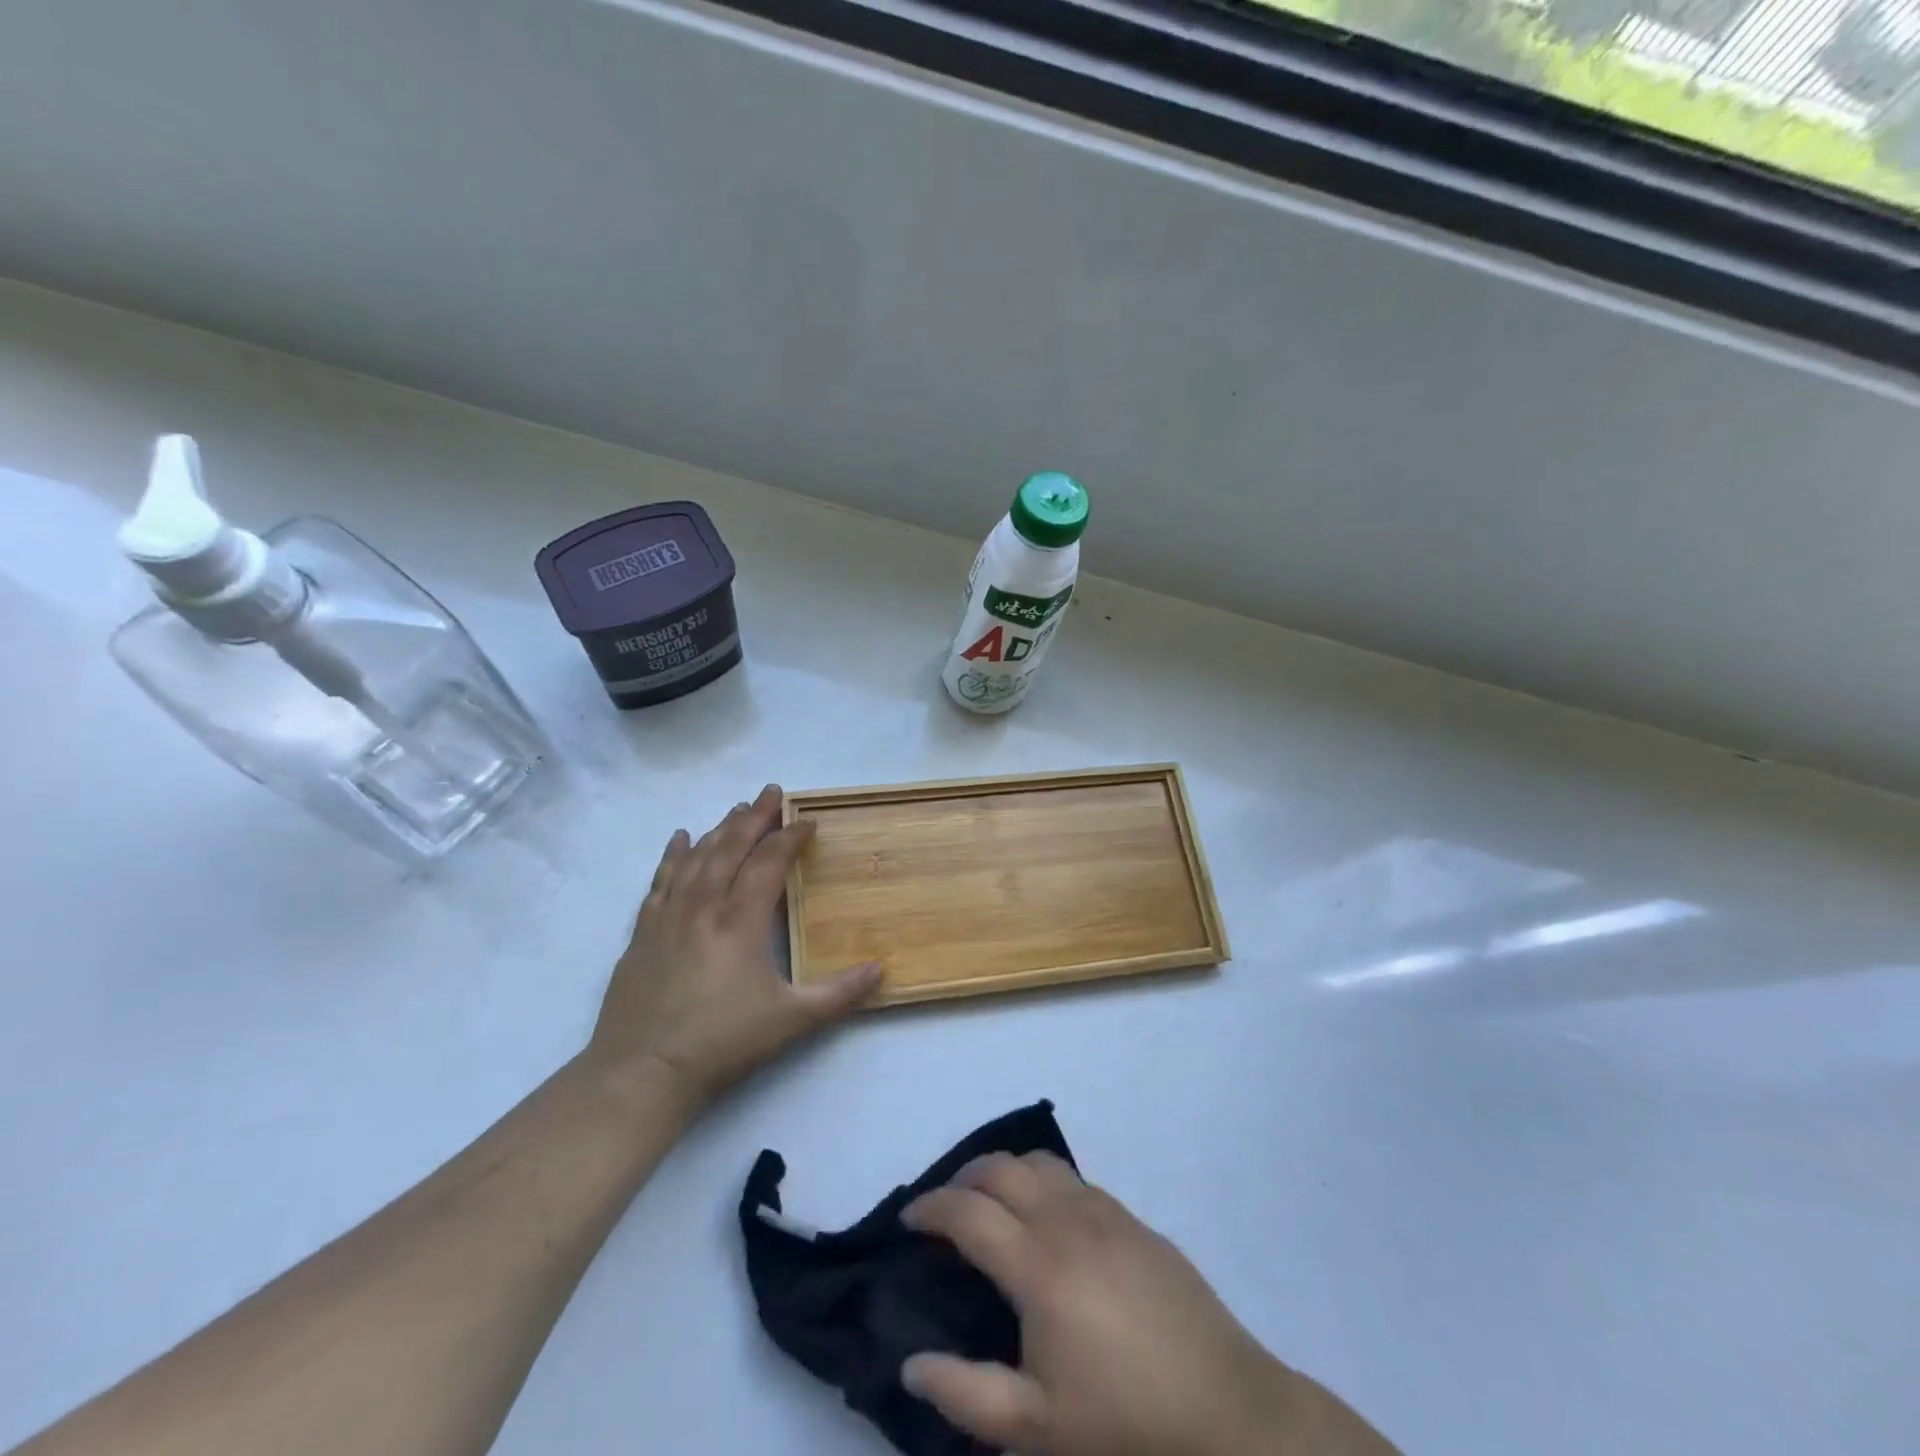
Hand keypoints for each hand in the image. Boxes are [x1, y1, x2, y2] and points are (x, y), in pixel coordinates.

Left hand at [583, 784, 880, 1110]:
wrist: (642, 1072)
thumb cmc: (721, 1042)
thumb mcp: (791, 1021)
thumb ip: (838, 994)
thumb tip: (881, 970)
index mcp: (740, 921)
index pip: (769, 863)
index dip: (790, 838)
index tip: (807, 821)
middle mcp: (704, 907)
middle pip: (731, 848)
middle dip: (754, 817)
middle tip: (770, 792)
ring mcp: (668, 917)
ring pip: (697, 858)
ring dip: (719, 829)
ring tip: (736, 809)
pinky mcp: (642, 934)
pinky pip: (660, 881)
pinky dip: (673, 856)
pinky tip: (681, 838)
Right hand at [901, 1154, 1395, 1455]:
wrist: (1229, 1412)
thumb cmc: (1126, 1424)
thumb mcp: (1036, 1429)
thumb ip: (964, 1392)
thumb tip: (909, 1361)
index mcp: (1038, 1265)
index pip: (967, 1212)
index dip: (930, 1208)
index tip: (909, 1220)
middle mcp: (1067, 1220)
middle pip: (1000, 1168)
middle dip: (963, 1177)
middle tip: (945, 1209)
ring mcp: (1105, 1212)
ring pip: (1039, 1163)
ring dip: (1005, 1172)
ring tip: (992, 1206)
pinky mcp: (1133, 1219)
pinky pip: (1073, 1179)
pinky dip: (1042, 1182)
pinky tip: (1047, 1223)